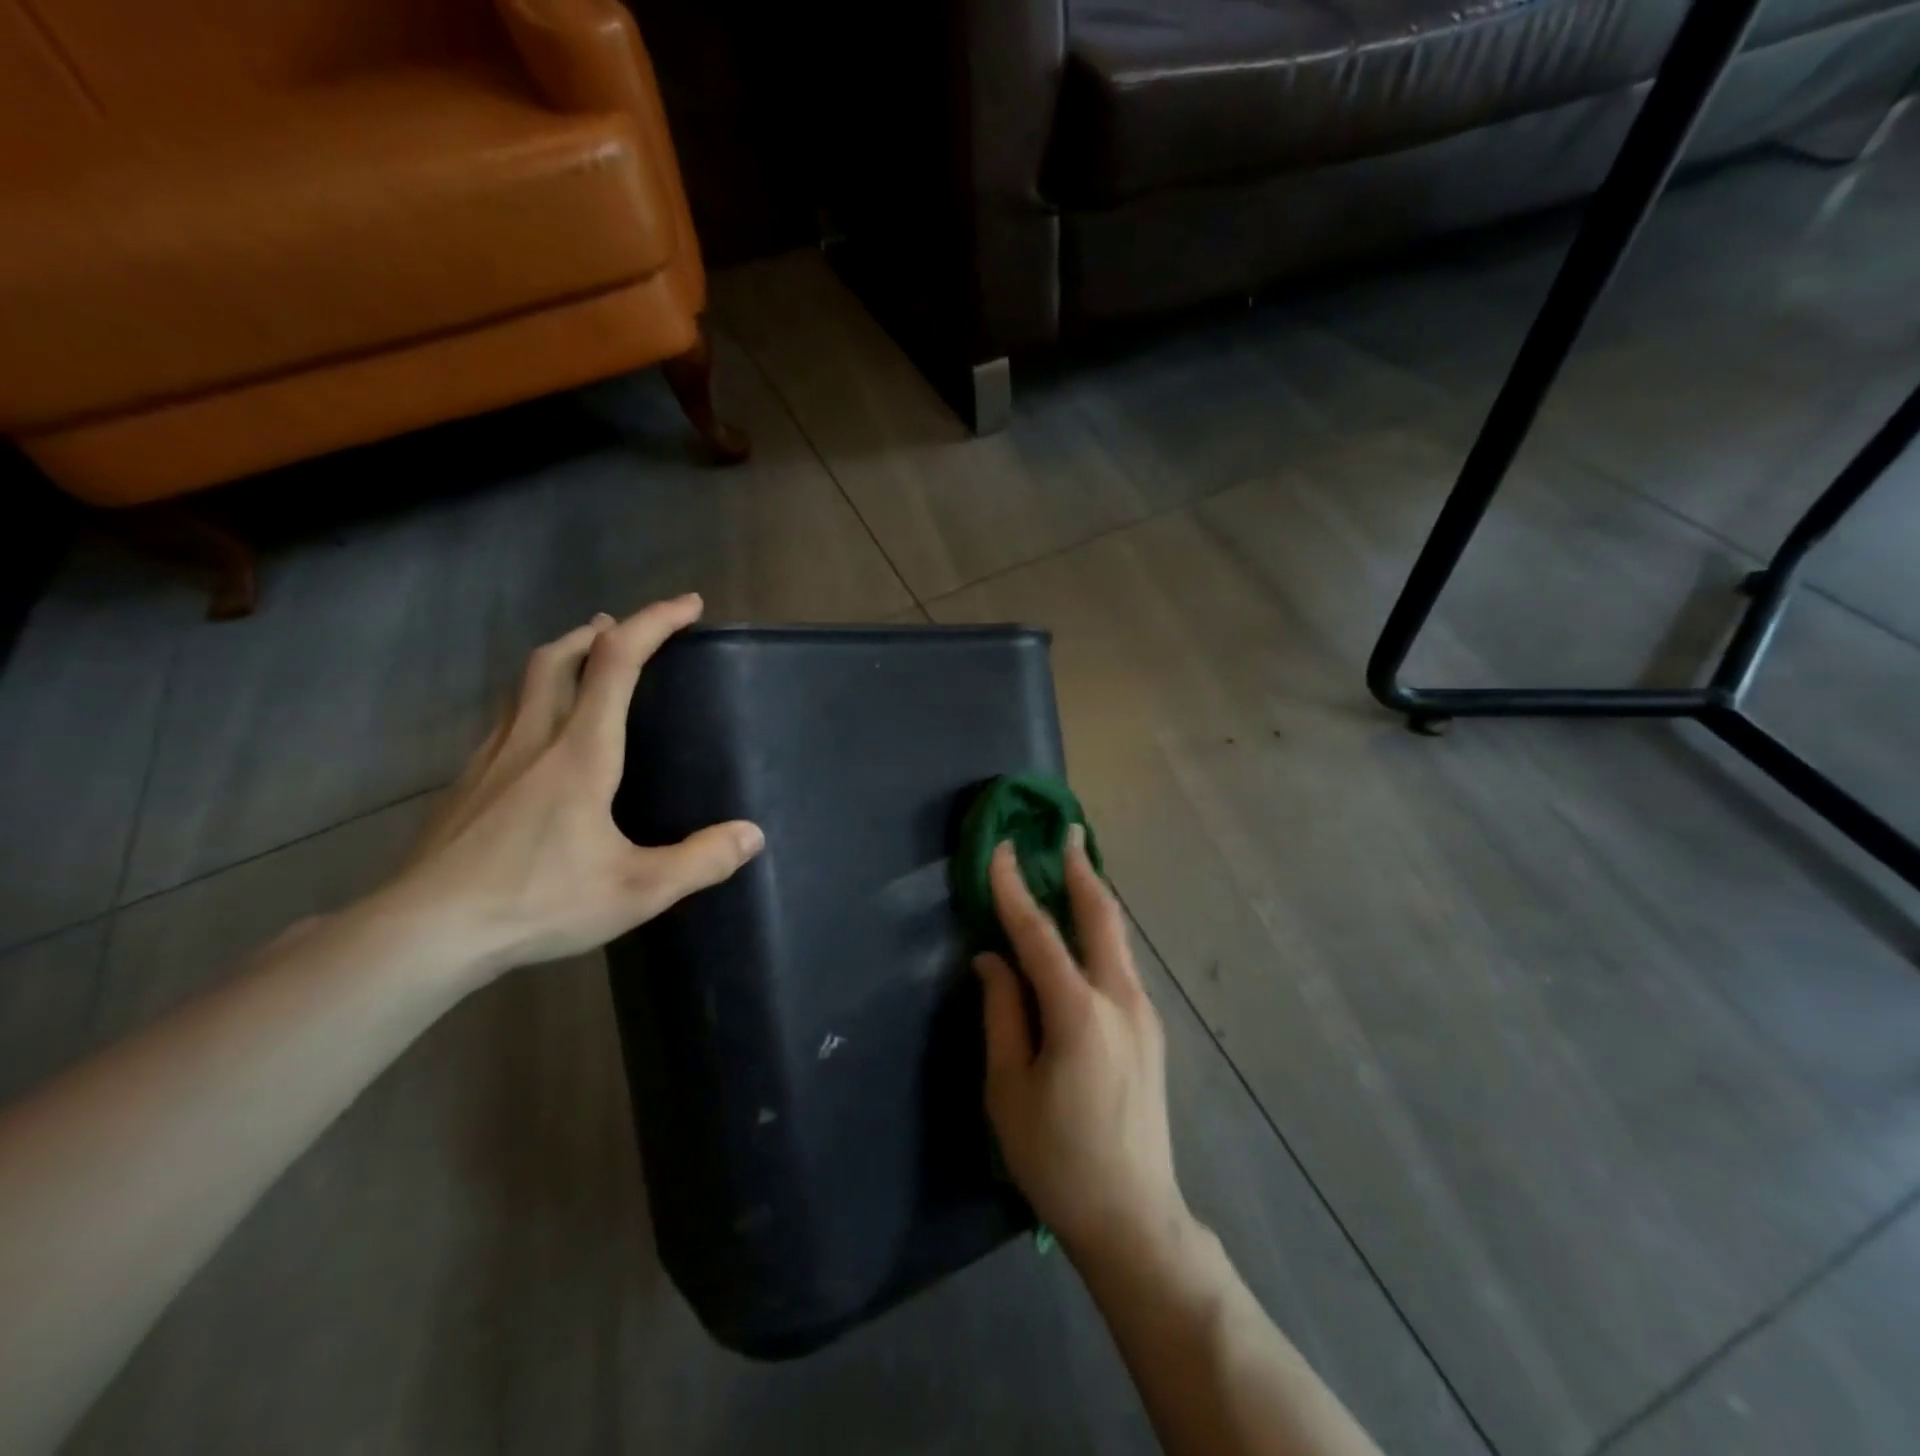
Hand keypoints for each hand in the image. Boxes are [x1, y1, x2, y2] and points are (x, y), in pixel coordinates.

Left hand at [387, 595, 763, 979]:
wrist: (424, 931)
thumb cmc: (536, 901)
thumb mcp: (637, 891)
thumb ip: (700, 861)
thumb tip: (751, 835)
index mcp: (581, 751)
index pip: (618, 662)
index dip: (655, 622)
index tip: (689, 605)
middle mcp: (534, 738)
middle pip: (562, 656)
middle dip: (602, 632)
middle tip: (628, 630)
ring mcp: (491, 757)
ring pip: (526, 682)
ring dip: (564, 657)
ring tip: (589, 665)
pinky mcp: (466, 782)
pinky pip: (507, 717)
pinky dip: (535, 700)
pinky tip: (543, 737)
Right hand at [975, 831, 1190, 1261]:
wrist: (1132, 1216)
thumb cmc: (1057, 1158)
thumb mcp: (1009, 1088)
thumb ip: (1002, 1012)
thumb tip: (992, 958)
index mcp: (1080, 1014)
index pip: (1039, 934)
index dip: (1015, 888)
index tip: (1001, 848)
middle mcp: (1121, 1000)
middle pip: (1102, 918)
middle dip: (1082, 870)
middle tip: (1067, 831)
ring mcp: (1144, 1014)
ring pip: (1118, 939)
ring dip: (1094, 899)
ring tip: (1073, 869)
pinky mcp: (1151, 1031)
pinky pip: (1121, 965)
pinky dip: (1101, 934)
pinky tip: (1084, 934)